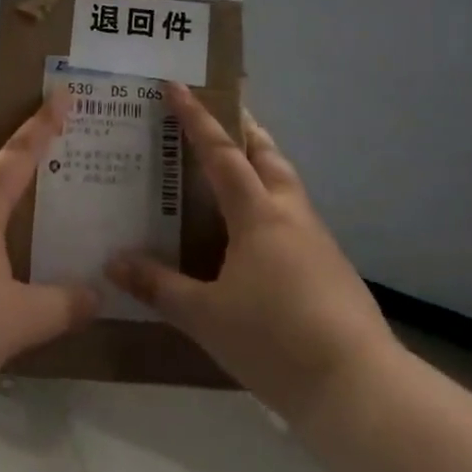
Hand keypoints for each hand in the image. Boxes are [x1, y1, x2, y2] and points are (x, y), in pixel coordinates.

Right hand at [108, 85, 398, 426]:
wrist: (357, 388)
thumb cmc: (274, 340)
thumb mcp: (204, 316)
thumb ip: (158, 286)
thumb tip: (113, 262)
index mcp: (258, 214)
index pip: (222, 152)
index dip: (197, 117)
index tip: (177, 84)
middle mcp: (290, 214)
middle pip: (268, 155)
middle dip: (244, 128)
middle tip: (220, 113)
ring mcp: (316, 240)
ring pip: (286, 183)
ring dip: (262, 163)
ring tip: (236, 168)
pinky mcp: (331, 267)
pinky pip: (294, 215)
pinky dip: (271, 202)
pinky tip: (257, 233)